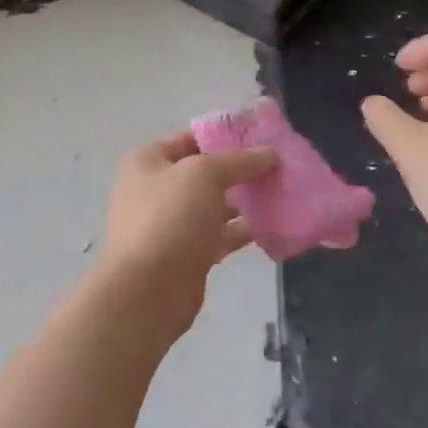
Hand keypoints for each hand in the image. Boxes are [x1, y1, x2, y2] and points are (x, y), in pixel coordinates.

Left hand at [99, 132, 276, 329]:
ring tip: (281, 192)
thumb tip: (269, 153)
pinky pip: (219, 235)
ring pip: (214, 205)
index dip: (225, 136)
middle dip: (239, 169)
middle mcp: (155, 190)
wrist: (147, 292)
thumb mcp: (205, 174)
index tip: (262, 138)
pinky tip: (272, 224)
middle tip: (278, 166)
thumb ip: (239, 160)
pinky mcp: (186, 255)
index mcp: (148, 162)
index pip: (191, 138)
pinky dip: (242, 230)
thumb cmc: (170, 218)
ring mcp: (170, 225)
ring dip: (244, 200)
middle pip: (204, 172)